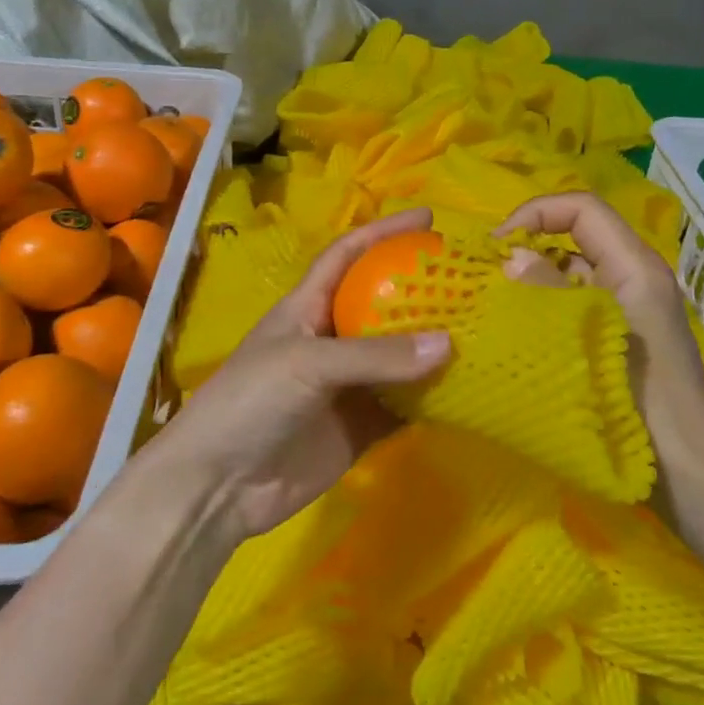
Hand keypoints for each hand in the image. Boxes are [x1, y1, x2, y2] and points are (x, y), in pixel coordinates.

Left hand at [152, 208, 451, 545]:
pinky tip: (469, 389)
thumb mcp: (307, 364)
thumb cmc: (250, 402)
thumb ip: (375, 355)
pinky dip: (433, 398)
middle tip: (471, 281)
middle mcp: (331, 340)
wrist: (219, 486)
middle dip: (423, 290)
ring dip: (434, 347)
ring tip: (484, 329)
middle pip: (383, 305)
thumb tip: (449, 345)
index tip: (427, 218)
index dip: (382, 232)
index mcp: (307, 308)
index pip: (347, 255)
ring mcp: (347, 385)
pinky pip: (404, 406)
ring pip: (399, 358)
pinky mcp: (360, 426)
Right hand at [494, 193, 703, 451]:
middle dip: (526, 249)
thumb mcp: (596, 341)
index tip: (493, 246)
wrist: (696, 478)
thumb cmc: (647, 407)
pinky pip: (576, 306)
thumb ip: (551, 293)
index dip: (534, 213)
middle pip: (575, 237)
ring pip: (572, 273)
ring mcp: (629, 309)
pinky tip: (518, 337)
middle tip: (483, 281)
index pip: (581, 208)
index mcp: (635, 267)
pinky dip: (545, 311)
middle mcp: (634, 277)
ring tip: (492, 309)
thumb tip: (512, 257)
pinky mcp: (620, 338)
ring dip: (532, 283)